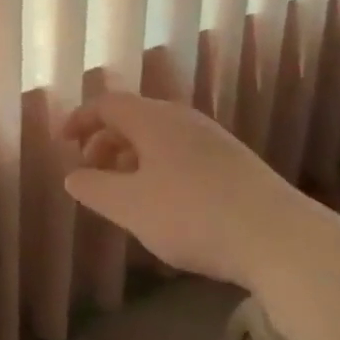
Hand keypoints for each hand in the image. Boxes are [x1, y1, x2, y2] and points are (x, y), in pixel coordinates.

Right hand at [61, 93, 296, 287]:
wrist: (276, 235)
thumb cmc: (191, 215)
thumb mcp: (130, 207)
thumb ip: (94, 189)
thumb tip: (73, 176)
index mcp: (153, 119)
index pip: (107, 104)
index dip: (80, 119)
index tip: (63, 143)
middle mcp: (182, 118)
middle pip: (134, 116)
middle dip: (105, 140)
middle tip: (90, 170)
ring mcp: (212, 138)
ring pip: (159, 135)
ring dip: (132, 155)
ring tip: (124, 190)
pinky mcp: (233, 160)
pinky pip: (182, 151)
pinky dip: (158, 165)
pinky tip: (165, 200)